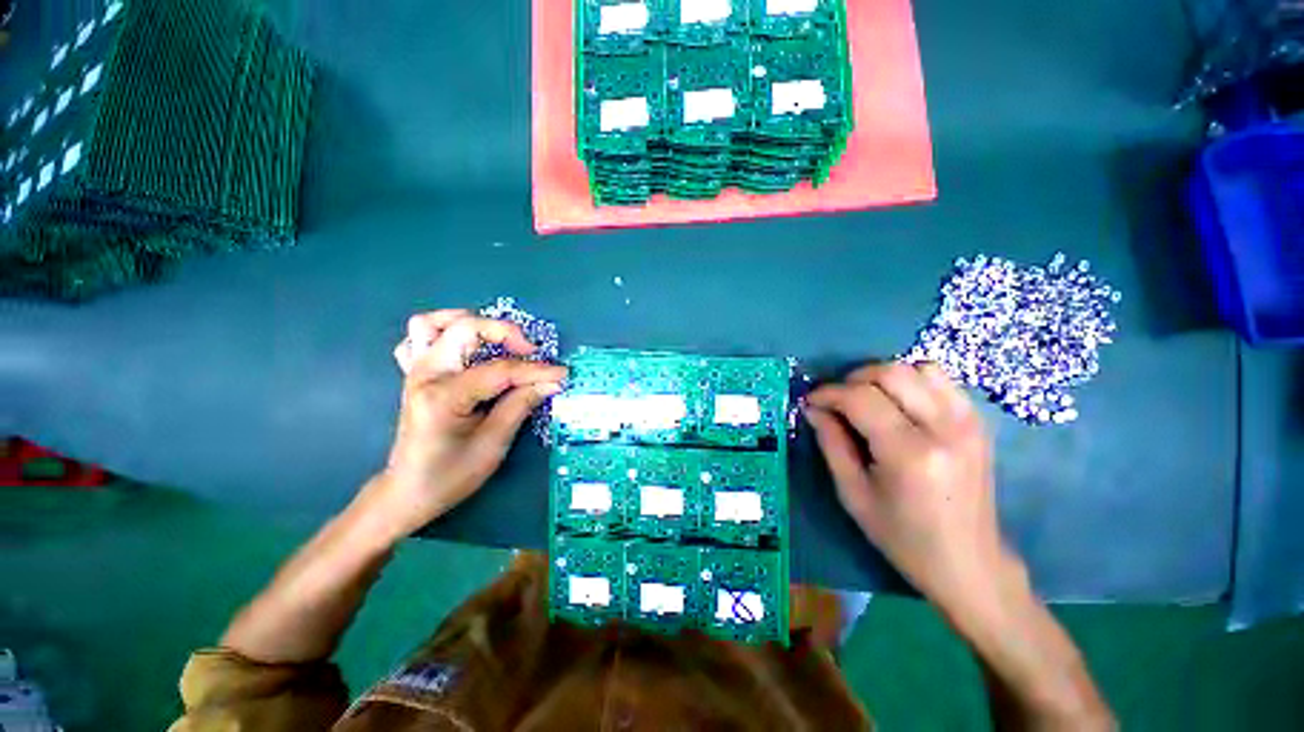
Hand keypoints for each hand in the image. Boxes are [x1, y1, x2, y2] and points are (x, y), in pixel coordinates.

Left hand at [356, 310, 567, 540]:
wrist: (408, 492)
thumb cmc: (450, 475)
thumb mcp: (494, 444)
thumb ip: (521, 405)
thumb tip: (551, 382)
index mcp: (444, 396)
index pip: (500, 370)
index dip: (536, 370)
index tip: (562, 374)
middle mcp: (425, 375)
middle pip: (466, 329)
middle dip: (505, 333)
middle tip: (530, 353)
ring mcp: (415, 371)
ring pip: (431, 323)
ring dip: (468, 322)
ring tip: (495, 338)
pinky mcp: (414, 375)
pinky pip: (419, 339)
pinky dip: (443, 333)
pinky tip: (464, 348)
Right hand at [805, 362, 1015, 615]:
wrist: (968, 562)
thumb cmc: (903, 536)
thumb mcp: (853, 494)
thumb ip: (831, 443)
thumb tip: (812, 408)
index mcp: (910, 453)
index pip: (861, 398)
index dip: (829, 393)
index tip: (810, 400)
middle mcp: (945, 428)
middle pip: (890, 373)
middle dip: (853, 379)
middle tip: (836, 401)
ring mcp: (969, 421)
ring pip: (918, 368)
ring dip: (883, 377)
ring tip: (867, 399)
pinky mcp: (979, 422)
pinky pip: (941, 380)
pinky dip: (912, 381)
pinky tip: (898, 404)